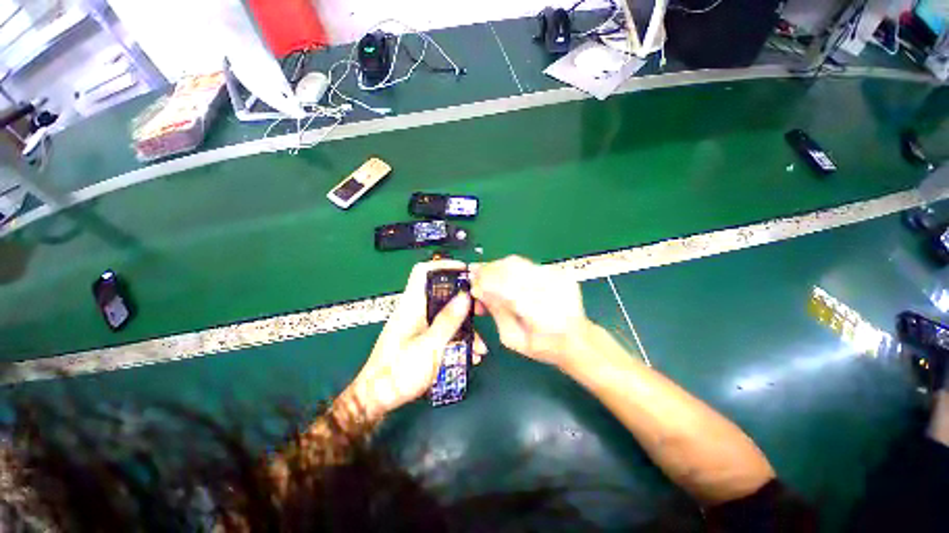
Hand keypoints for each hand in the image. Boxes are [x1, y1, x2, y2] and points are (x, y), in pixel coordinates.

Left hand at [352, 260, 486, 418]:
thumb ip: (448, 320)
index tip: (466, 272)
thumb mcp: (429, 345)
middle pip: (442, 294)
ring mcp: (421, 326)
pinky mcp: (424, 340)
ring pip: (447, 316)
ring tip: (480, 347)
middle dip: (464, 302)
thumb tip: (465, 295)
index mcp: (412, 305)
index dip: (443, 266)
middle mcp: (416, 311)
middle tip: (481, 311)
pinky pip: (445, 332)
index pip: (423, 272)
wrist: (377, 399)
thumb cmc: (399, 370)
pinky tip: (471, 356)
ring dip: (465, 328)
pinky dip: (458, 340)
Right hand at [470, 256, 590, 367]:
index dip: (485, 282)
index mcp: (539, 312)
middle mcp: (549, 288)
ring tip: (486, 274)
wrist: (577, 339)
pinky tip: (505, 276)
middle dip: (488, 270)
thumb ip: (496, 313)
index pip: (505, 287)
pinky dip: (511, 268)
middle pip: (511, 268)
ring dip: (498, 266)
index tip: (471, 284)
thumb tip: (479, 292)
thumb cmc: (543, 346)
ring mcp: (556, 276)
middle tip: (474, 274)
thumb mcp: (513, 339)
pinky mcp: (559, 271)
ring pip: (518, 262)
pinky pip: (527, 264)